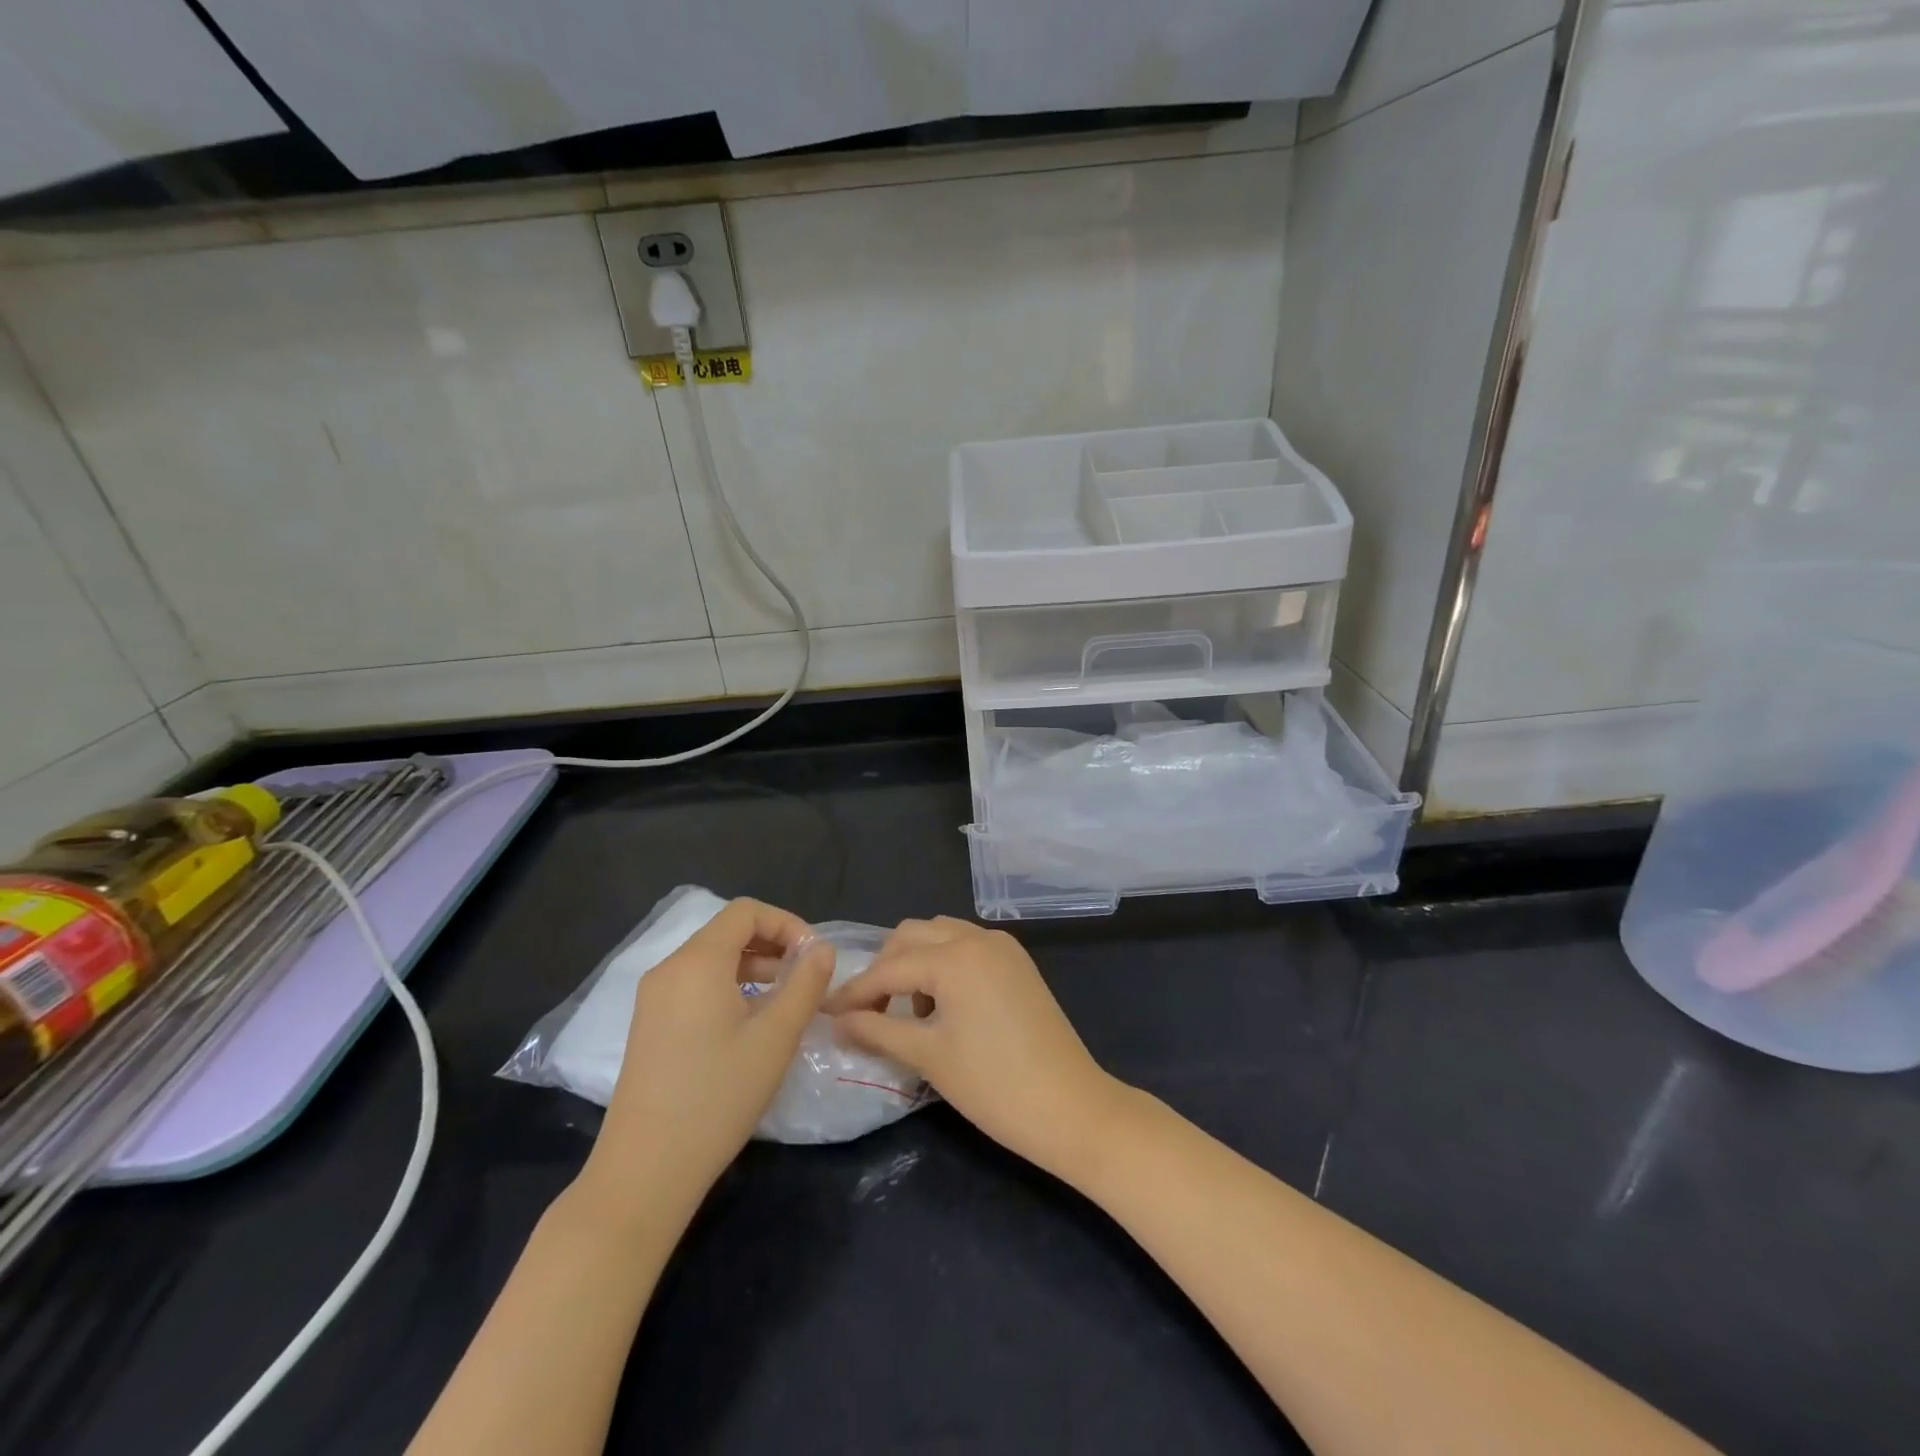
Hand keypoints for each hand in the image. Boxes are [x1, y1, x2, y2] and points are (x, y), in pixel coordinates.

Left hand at [576, 898, 833, 1221]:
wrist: (644, 1171)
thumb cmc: (717, 1097)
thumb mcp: (775, 1038)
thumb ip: (805, 984)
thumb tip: (822, 949)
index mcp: (697, 962)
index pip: (746, 912)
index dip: (786, 923)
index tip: (814, 957)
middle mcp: (669, 969)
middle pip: (727, 931)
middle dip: (772, 944)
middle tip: (806, 978)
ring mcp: (653, 998)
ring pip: (711, 959)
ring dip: (753, 966)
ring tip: (785, 1000)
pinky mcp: (649, 1024)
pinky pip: (695, 984)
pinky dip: (729, 986)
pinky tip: (749, 1022)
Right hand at [825, 917, 1127, 1179]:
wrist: (1071, 1107)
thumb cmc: (993, 1085)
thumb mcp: (927, 1056)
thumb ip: (876, 1030)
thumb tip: (837, 1020)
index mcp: (954, 956)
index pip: (889, 968)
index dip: (855, 992)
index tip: (825, 1012)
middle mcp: (978, 938)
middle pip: (912, 936)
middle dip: (884, 968)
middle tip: (868, 1011)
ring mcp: (1002, 947)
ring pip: (941, 935)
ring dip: (915, 962)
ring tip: (907, 1012)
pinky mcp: (1018, 963)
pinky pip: (967, 947)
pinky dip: (944, 964)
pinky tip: (941, 1005)